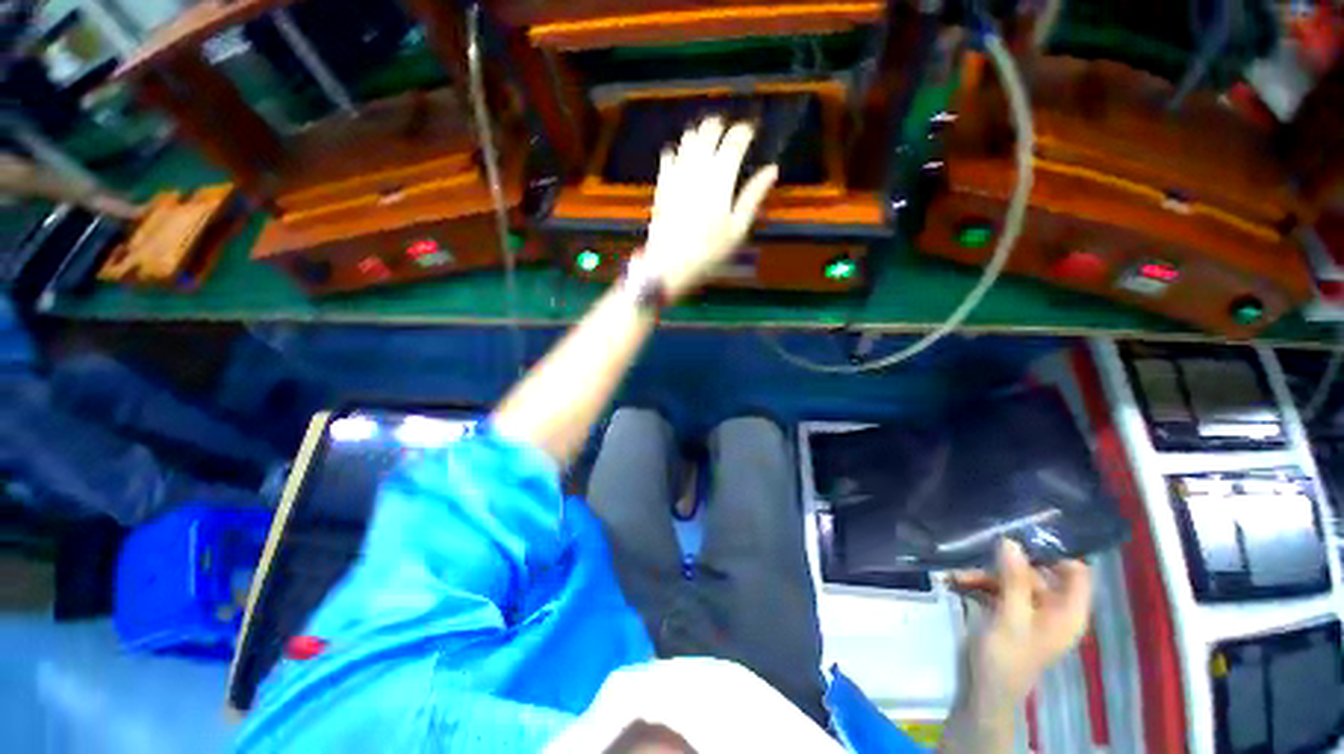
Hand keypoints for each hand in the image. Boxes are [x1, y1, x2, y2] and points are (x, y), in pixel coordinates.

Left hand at [643, 118, 778, 301]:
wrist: (669, 265)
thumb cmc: (709, 252)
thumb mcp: (737, 229)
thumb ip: (753, 196)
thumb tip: (772, 170)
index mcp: (720, 179)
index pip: (734, 142)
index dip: (744, 131)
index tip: (750, 131)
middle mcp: (697, 170)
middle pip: (708, 132)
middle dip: (720, 126)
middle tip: (727, 130)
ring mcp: (677, 175)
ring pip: (687, 140)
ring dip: (699, 134)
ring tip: (707, 138)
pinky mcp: (662, 185)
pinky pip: (668, 157)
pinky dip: (676, 151)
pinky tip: (679, 155)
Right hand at [950, 540, 1092, 711]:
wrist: (983, 691)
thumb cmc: (1005, 658)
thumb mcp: (1010, 618)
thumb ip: (1013, 580)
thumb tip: (1011, 541)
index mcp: (1068, 614)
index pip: (1076, 572)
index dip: (1054, 553)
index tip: (1023, 536)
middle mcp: (1054, 610)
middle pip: (1038, 573)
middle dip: (1006, 563)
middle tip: (978, 551)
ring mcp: (1030, 612)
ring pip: (1013, 580)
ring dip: (985, 575)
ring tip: (956, 574)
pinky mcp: (1010, 615)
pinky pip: (998, 591)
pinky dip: (979, 585)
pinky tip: (955, 582)